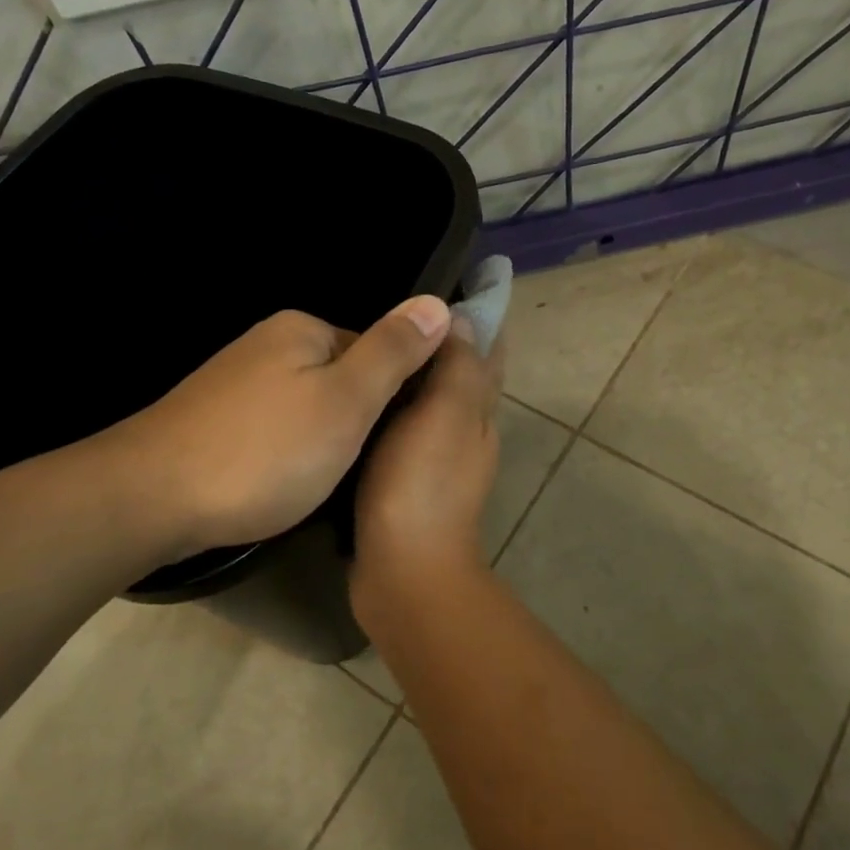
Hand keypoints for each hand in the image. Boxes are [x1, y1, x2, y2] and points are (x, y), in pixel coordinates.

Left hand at [85, 298, 451, 560]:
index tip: (396, 441)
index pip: (378, 352)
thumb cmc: (264, 451)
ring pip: (307, 407)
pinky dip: (286, 452)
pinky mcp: (214, 418)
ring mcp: (236, 382)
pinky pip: (273, 427)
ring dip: (321, 440)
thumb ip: (393, 352)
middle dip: (354, 421)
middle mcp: (267, 344)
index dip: (393, 397)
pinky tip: (281, 481)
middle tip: (357, 467)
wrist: (149, 499)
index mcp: (303, 329)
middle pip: (341, 379)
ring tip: (320, 482)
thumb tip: (439, 304)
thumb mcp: (347, 401)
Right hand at [354, 317, 504, 586]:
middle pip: (460, 371)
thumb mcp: (445, 414)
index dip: (479, 313)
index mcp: (477, 408)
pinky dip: (390, 404)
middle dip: (441, 337)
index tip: (452, 278)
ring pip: (429, 399)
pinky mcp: (405, 478)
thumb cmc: (423, 485)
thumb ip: (458, 366)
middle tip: (398, 305)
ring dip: (414, 370)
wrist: (403, 571)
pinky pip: (401, 426)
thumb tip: (464, 318)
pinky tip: (362, 396)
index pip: (487, 348)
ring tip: (376, 340)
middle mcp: (464, 428)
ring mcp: (435, 456)